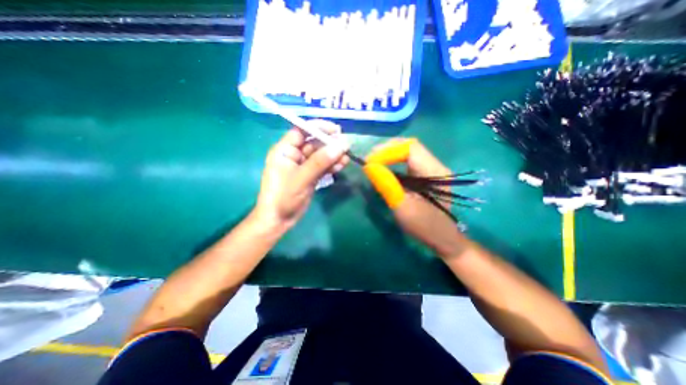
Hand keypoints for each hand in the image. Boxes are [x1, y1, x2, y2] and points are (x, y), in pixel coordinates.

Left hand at [252, 122, 348, 232]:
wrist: (279, 220)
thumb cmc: (283, 197)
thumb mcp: (302, 177)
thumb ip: (321, 161)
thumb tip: (341, 145)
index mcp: (285, 150)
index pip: (302, 130)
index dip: (318, 127)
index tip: (336, 130)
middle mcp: (294, 155)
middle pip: (314, 143)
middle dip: (329, 144)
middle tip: (346, 146)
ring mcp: (303, 166)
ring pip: (320, 156)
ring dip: (333, 156)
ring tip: (346, 158)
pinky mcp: (310, 176)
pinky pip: (322, 167)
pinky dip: (332, 165)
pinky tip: (342, 165)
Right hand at [365, 138, 466, 258]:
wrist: (441, 238)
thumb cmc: (424, 226)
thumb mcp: (403, 207)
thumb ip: (387, 185)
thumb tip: (369, 167)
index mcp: (435, 172)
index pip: (410, 148)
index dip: (388, 151)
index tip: (370, 162)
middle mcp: (435, 166)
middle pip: (409, 147)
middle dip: (387, 150)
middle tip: (369, 160)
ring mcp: (431, 169)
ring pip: (408, 152)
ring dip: (389, 154)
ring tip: (373, 162)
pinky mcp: (425, 175)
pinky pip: (408, 161)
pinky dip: (393, 161)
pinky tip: (384, 167)